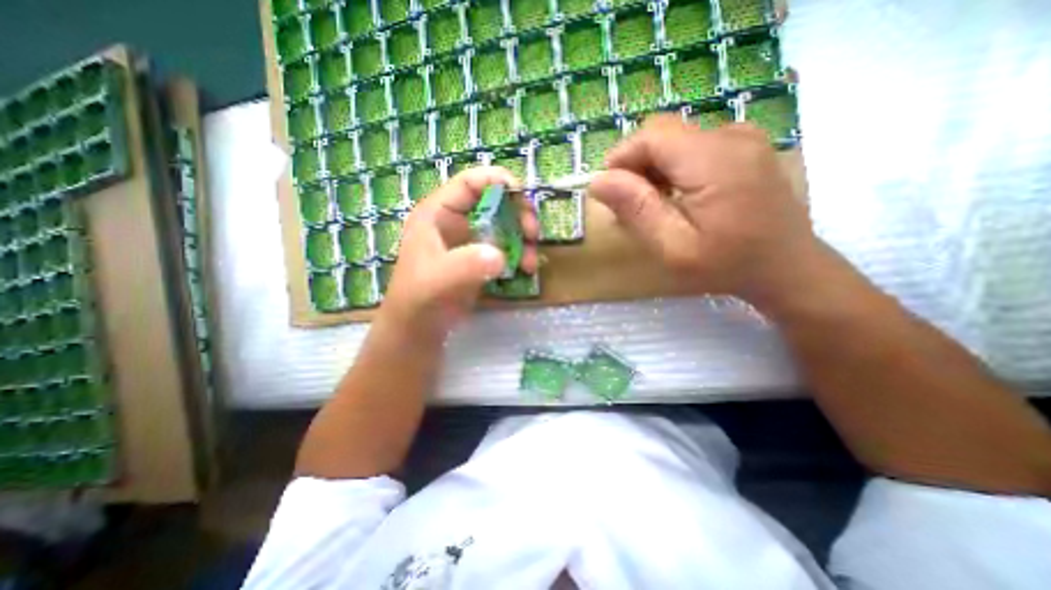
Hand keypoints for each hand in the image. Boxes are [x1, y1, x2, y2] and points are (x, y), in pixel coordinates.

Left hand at [378, 166, 537, 337]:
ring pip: (506, 224)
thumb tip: (500, 255)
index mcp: (439, 213)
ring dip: (524, 238)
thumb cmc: (419, 299)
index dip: (498, 181)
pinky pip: (508, 245)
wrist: (419, 327)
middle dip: (519, 213)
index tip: (523, 197)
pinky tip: (526, 270)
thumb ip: (466, 265)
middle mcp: (457, 220)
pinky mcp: (481, 257)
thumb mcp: (438, 280)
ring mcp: (470, 239)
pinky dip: (521, 254)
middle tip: (533, 234)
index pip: (470, 182)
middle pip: (495, 201)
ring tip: (531, 263)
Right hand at [588, 115, 816, 307]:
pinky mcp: (743, 146)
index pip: (651, 135)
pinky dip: (673, 170)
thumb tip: (599, 181)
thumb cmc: (727, 264)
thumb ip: (637, 210)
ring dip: (653, 171)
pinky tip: (676, 199)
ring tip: (652, 208)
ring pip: (674, 142)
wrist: (786, 266)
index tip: (610, 193)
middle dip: (635, 168)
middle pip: (662, 135)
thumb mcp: (673, 247)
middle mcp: (730, 136)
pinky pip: (692, 147)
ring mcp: (741, 138)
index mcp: (714, 159)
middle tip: (630, 208)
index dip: (621, 158)